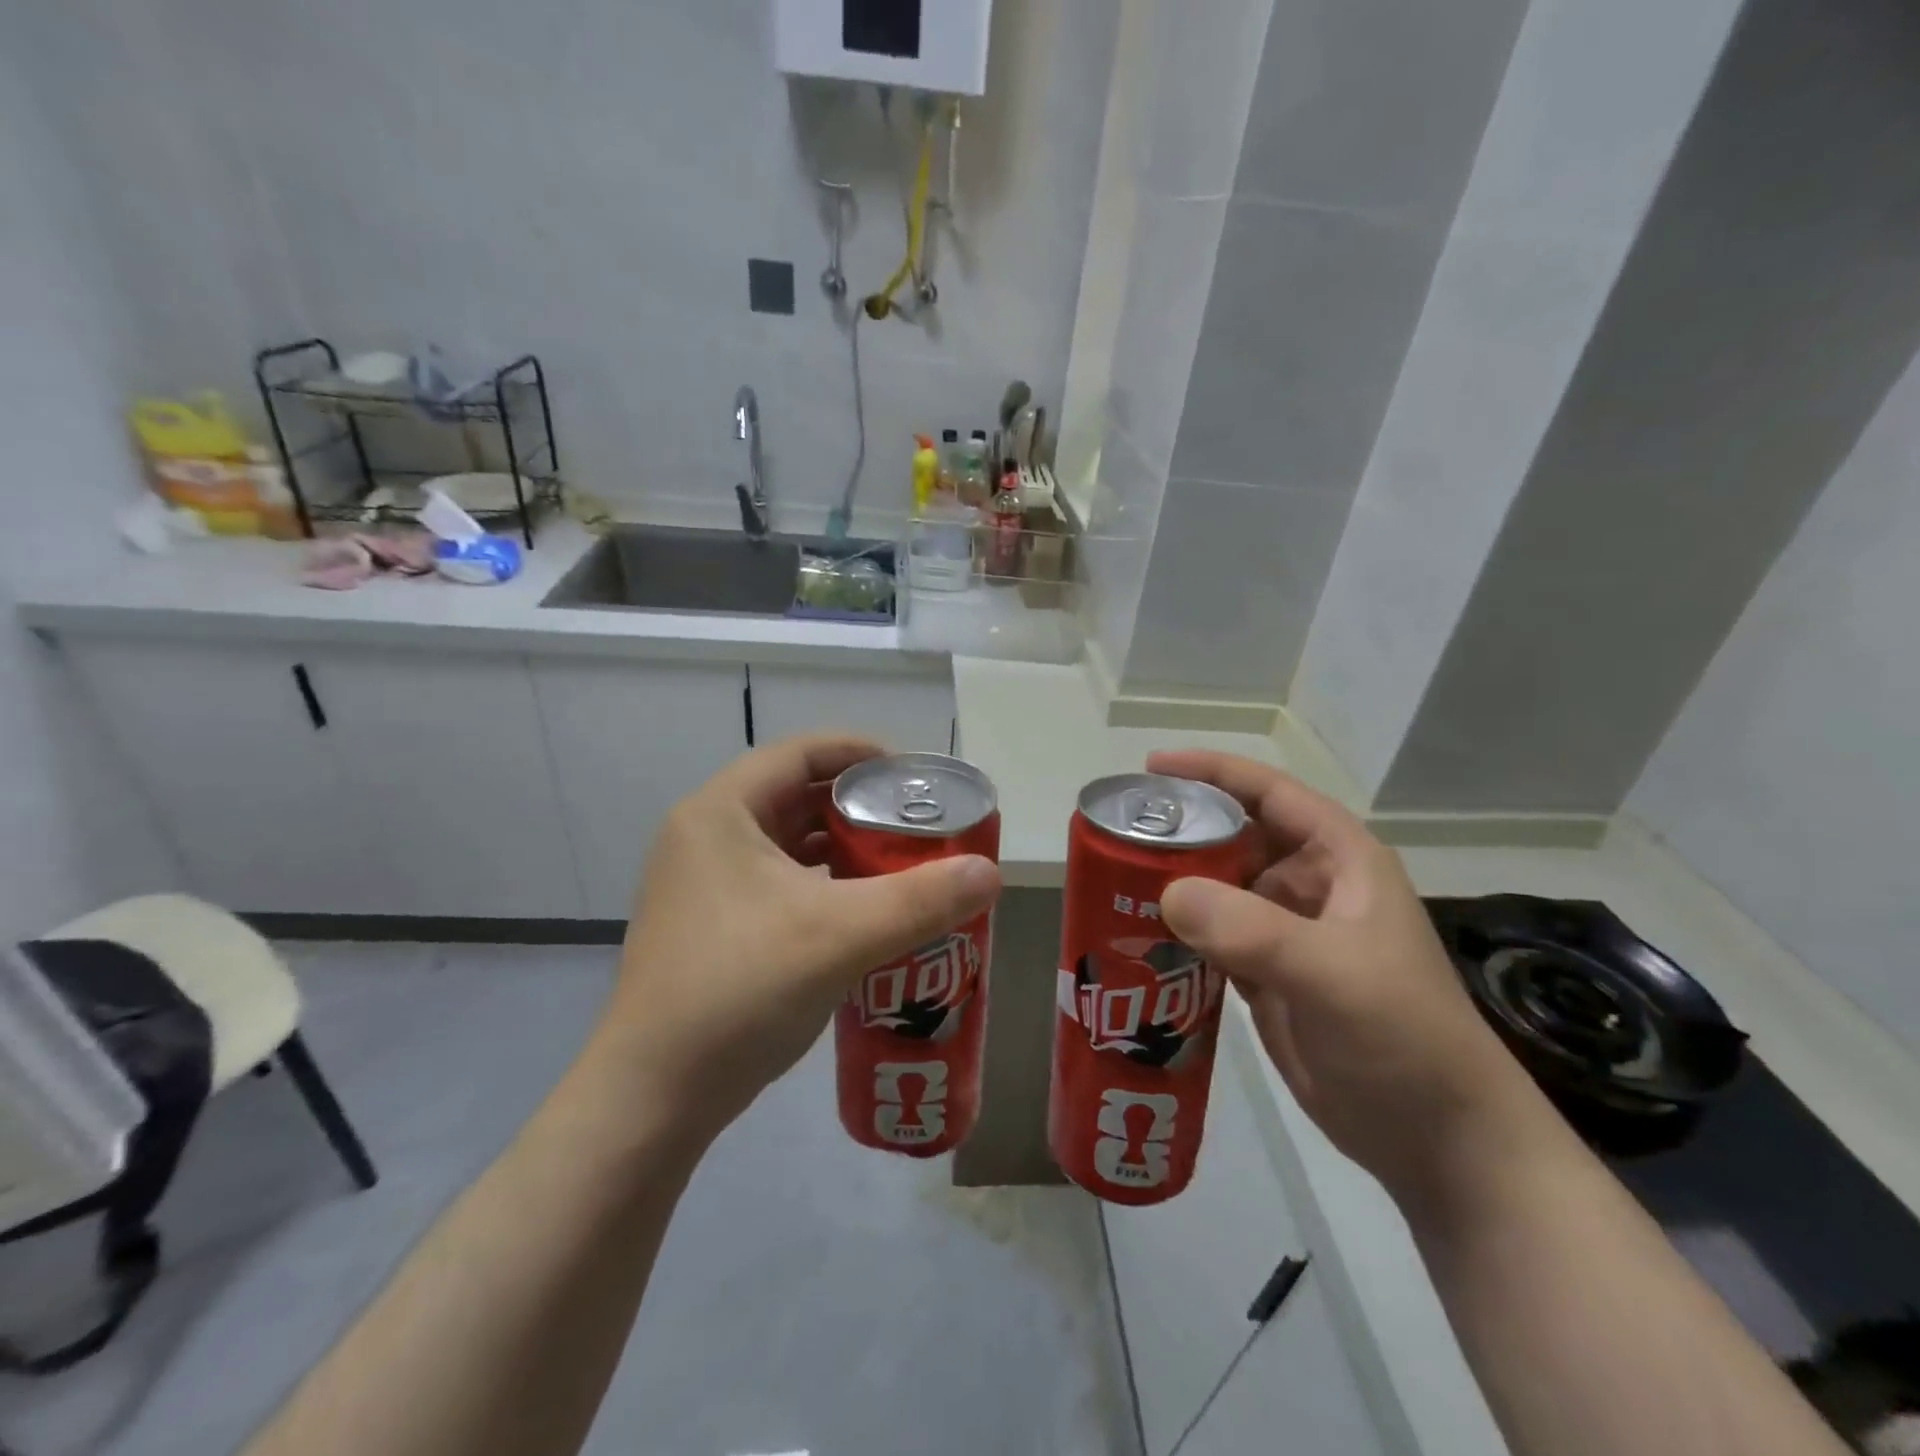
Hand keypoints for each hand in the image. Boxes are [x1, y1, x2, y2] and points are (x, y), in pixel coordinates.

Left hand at [598, 735, 1000, 1145]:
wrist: (652, 1098)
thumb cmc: (739, 991)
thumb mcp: (841, 935)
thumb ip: (921, 899)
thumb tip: (991, 872)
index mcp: (720, 812)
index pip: (800, 752)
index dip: (861, 753)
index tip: (914, 778)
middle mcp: (705, 836)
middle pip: (795, 795)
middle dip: (860, 806)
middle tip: (917, 825)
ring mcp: (702, 884)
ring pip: (787, 843)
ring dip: (843, 848)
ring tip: (901, 864)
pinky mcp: (709, 926)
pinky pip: (777, 883)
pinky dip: (822, 885)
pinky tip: (862, 912)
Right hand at [1149, 750, 1529, 1200]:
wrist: (1439, 1141)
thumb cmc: (1404, 1038)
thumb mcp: (1333, 974)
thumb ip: (1251, 930)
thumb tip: (1166, 894)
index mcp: (1339, 860)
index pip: (1269, 793)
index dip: (1212, 772)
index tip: (1150, 770)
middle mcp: (1310, 886)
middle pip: (1233, 838)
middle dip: (1180, 832)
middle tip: (1117, 836)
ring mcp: (1286, 934)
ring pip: (1217, 889)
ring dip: (1171, 884)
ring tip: (1111, 883)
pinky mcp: (1266, 977)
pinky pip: (1210, 938)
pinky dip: (1175, 934)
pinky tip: (1134, 938)